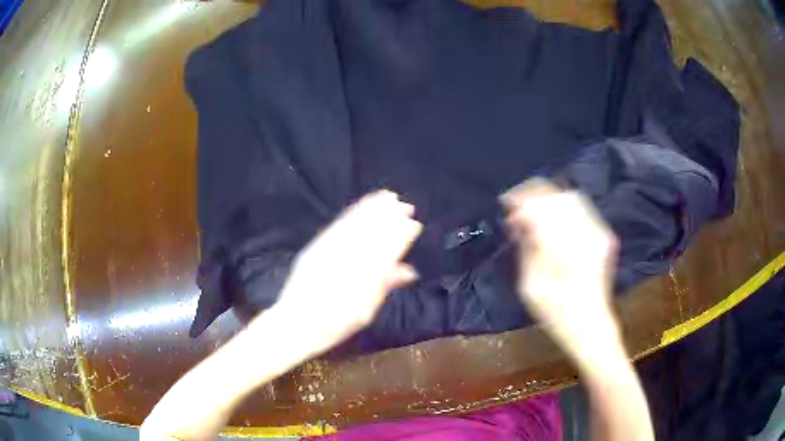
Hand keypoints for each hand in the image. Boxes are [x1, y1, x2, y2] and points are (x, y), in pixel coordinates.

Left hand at [266, 190, 422, 357]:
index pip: (388, 250)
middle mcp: (348, 261)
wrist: (294, 324)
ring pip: (356, 225)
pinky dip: (353, 212)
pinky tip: (362, 204)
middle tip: (406, 206)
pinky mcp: (316, 247)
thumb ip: (385, 286)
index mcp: (365, 279)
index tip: (415, 224)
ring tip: (388, 197)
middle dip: (392, 217)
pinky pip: (338, 225)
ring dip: (374, 209)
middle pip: (374, 233)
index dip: (403, 235)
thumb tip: (409, 271)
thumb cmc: (334, 325)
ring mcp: (330, 252)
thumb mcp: (365, 312)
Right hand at [501, 179, 619, 361]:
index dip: (522, 201)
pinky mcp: (604, 236)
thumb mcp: (532, 288)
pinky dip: (562, 206)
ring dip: (548, 199)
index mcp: (567, 251)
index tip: (506, 202)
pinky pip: (582, 208)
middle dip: (534, 195)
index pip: (543, 209)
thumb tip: (519, 219)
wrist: (592, 325)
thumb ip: (527, 249)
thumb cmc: (557, 315)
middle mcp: (587, 236)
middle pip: (559, 197)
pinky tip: (549, 218)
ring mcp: (599, 234)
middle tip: (515, 206)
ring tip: (531, 210)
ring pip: (571, 198)